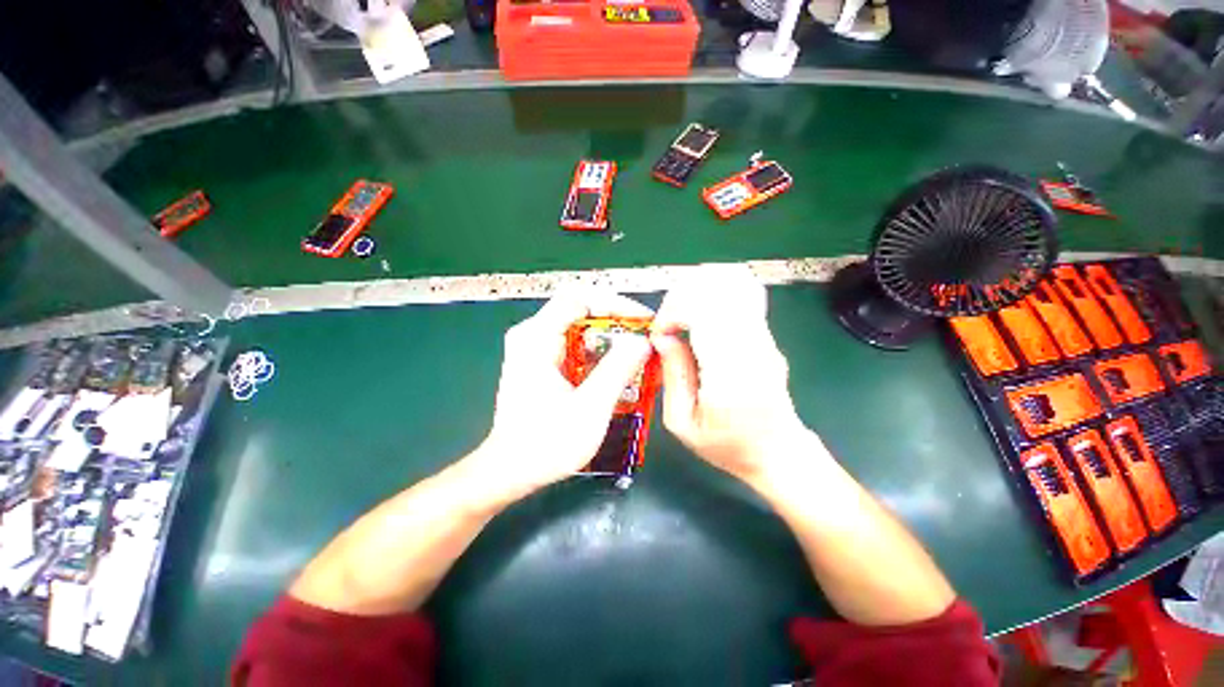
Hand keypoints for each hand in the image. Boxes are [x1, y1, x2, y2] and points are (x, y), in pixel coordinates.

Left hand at [466, 290, 652, 505]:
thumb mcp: (589, 408)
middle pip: (580, 310)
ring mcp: (535, 348)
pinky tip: (616, 369)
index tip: (643, 320)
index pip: (580, 298)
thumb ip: (617, 370)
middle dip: (616, 321)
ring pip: (580, 328)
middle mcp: (532, 335)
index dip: (615, 303)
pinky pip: (575, 345)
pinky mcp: (541, 362)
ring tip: (636, 354)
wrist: (510, 471)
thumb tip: (642, 341)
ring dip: (610, 338)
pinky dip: (598, 352)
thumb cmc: (545, 444)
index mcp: (536, 337)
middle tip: (644, 338)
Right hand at [651, 266, 814, 484]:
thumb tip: (662, 336)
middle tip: (668, 320)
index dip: (674, 312)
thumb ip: (672, 375)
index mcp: (731, 376)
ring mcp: (766, 338)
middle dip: (683, 295)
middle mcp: (754, 348)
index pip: (705, 314)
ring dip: (699, 287)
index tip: (660, 333)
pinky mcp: (767, 334)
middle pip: (720, 290)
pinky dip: (715, 289)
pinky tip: (700, 306)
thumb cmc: (727, 446)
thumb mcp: (683, 424)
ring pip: (735, 283)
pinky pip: (743, 293)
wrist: (778, 453)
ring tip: (682, 311)